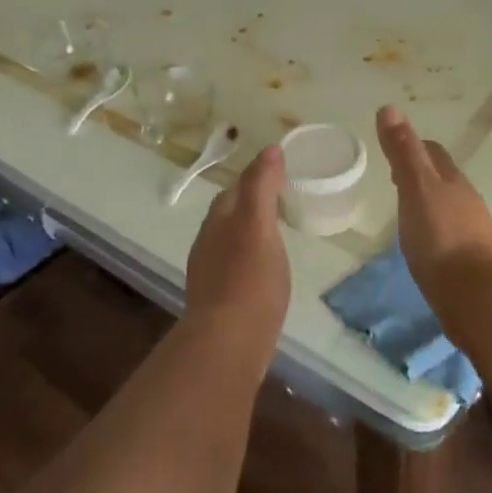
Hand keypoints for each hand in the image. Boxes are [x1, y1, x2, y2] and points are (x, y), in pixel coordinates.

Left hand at [182, 145, 289, 339]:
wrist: (227, 343)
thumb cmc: (249, 279)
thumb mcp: (260, 225)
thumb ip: (262, 186)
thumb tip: (270, 149)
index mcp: (219, 218)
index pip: (237, 187)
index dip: (258, 176)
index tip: (282, 173)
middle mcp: (208, 240)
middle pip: (231, 211)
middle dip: (252, 202)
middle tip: (283, 202)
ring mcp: (209, 270)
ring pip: (230, 239)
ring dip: (249, 231)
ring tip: (276, 234)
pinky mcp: (217, 298)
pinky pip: (234, 265)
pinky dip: (249, 258)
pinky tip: (264, 271)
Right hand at [376, 105, 491, 300]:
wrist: (479, 299)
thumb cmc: (442, 239)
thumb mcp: (416, 189)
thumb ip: (403, 152)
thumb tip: (389, 108)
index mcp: (452, 181)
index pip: (433, 152)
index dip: (413, 147)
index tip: (392, 153)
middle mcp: (466, 202)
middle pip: (443, 179)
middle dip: (421, 175)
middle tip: (394, 179)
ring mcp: (471, 234)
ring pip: (447, 208)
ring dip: (428, 204)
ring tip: (404, 212)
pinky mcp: (470, 262)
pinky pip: (448, 236)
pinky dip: (433, 232)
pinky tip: (421, 245)